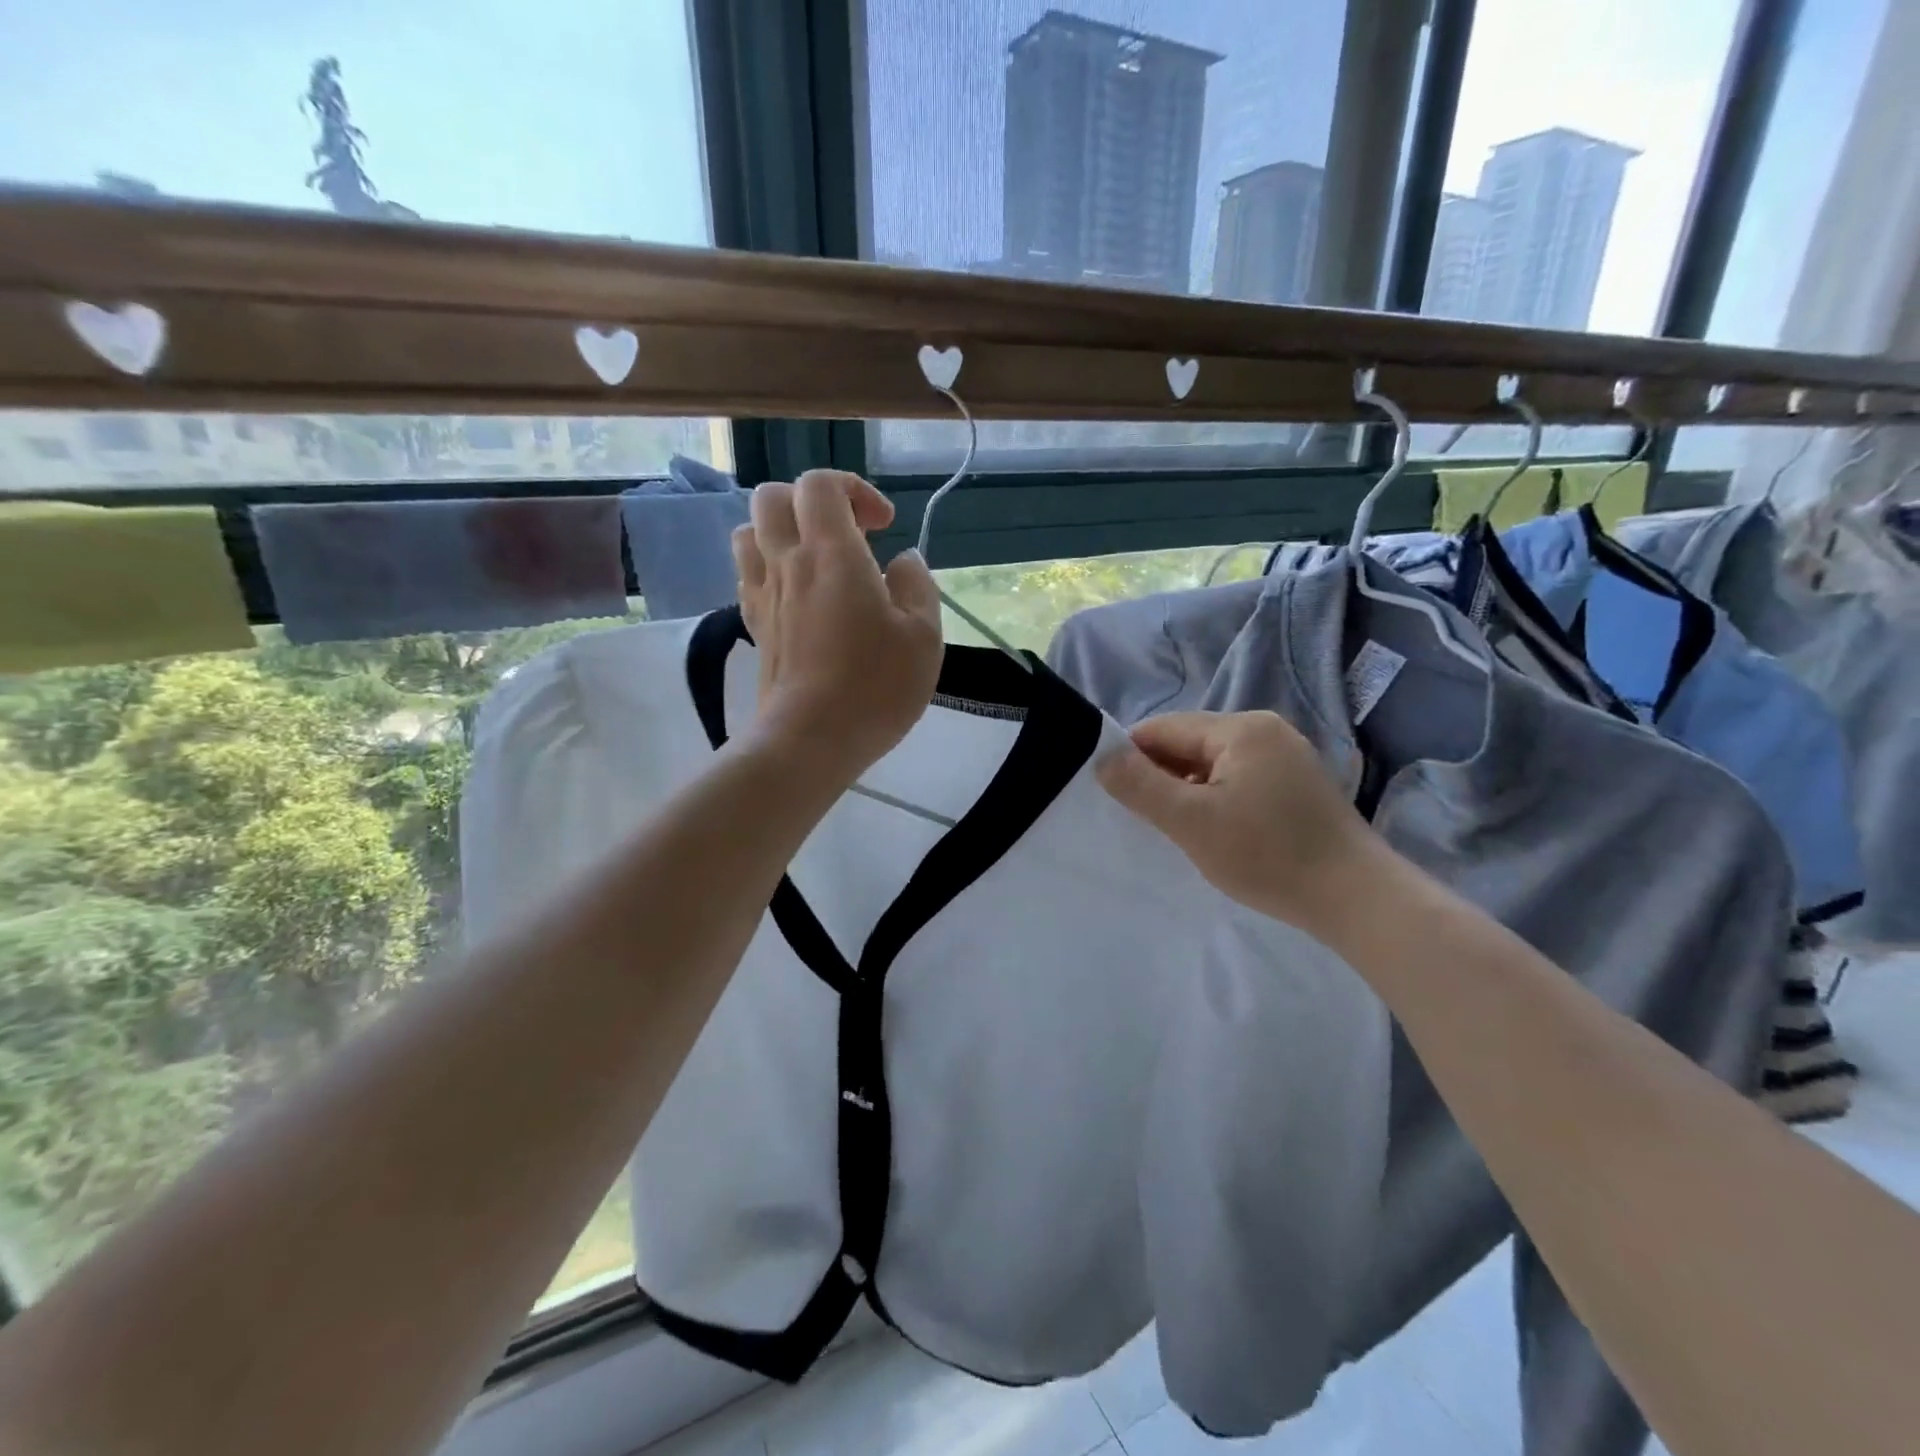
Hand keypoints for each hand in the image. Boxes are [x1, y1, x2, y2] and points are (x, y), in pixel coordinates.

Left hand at [732, 469, 943, 777]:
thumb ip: (917, 586)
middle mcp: (787, 563)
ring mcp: (763, 595)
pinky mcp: (754, 627)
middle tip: (848, 535)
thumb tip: (903, 562)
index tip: (883, 526)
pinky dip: (770, 568)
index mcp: (831, 554)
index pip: (820, 484)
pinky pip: (749, 575)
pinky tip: (798, 596)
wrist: (810, 740)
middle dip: (811, 502)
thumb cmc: (875, 687)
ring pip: (749, 532)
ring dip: (782, 531)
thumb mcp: (923, 636)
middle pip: (773, 497)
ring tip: (816, 560)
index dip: (853, 489)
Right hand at [1096, 711, 1384, 934]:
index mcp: (1241, 728)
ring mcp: (1287, 755)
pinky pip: (1239, 778)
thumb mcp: (1192, 822)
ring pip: (1213, 764)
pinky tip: (1217, 831)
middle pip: (1189, 743)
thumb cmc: (1268, 855)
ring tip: (1180, 830)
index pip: (1163, 729)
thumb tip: (1101, 756)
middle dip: (1162, 776)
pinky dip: (1217, 799)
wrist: (1357, 899)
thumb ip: (1140, 786)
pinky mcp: (1298, 783)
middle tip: (1147, 820)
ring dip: (1188, 790)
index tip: (1116, 796)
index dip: (1132, 758)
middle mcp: (1265, 729)